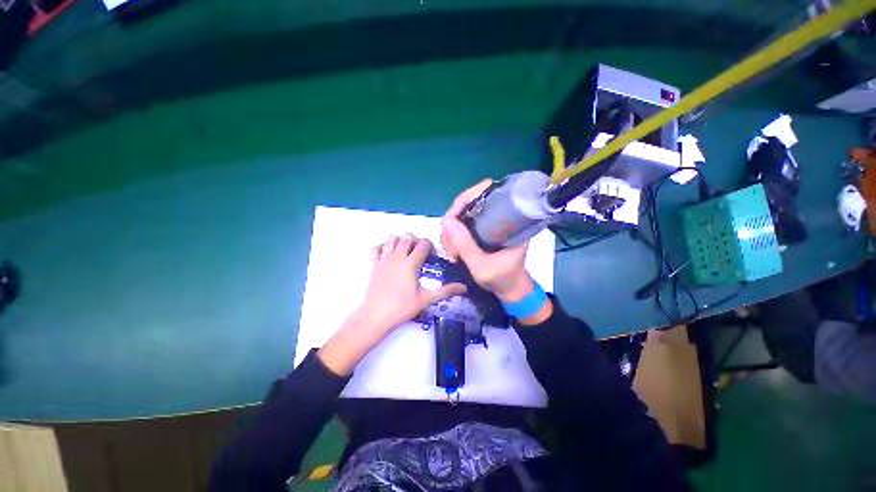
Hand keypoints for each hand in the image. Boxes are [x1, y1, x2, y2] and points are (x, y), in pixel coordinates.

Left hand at [318, 234, 465, 375]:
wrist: (376, 316)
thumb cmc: (402, 308)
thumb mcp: (426, 299)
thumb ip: (445, 291)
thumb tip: (464, 287)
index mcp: (411, 263)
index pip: (423, 244)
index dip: (430, 246)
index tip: (431, 256)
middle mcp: (397, 256)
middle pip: (407, 237)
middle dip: (416, 240)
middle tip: (419, 252)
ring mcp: (384, 259)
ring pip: (391, 238)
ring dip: (400, 241)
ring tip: (405, 252)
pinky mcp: (374, 264)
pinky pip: (376, 248)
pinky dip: (382, 247)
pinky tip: (388, 255)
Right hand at [440, 179, 532, 301]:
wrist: (511, 290)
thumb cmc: (503, 279)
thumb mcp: (482, 267)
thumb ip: (465, 246)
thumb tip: (447, 222)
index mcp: (509, 217)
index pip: (485, 191)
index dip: (464, 200)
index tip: (450, 221)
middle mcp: (498, 214)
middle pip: (468, 202)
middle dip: (453, 221)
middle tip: (450, 246)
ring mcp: (488, 221)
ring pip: (461, 214)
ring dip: (451, 231)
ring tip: (452, 253)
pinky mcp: (481, 229)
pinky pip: (461, 224)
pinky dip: (453, 235)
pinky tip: (453, 250)